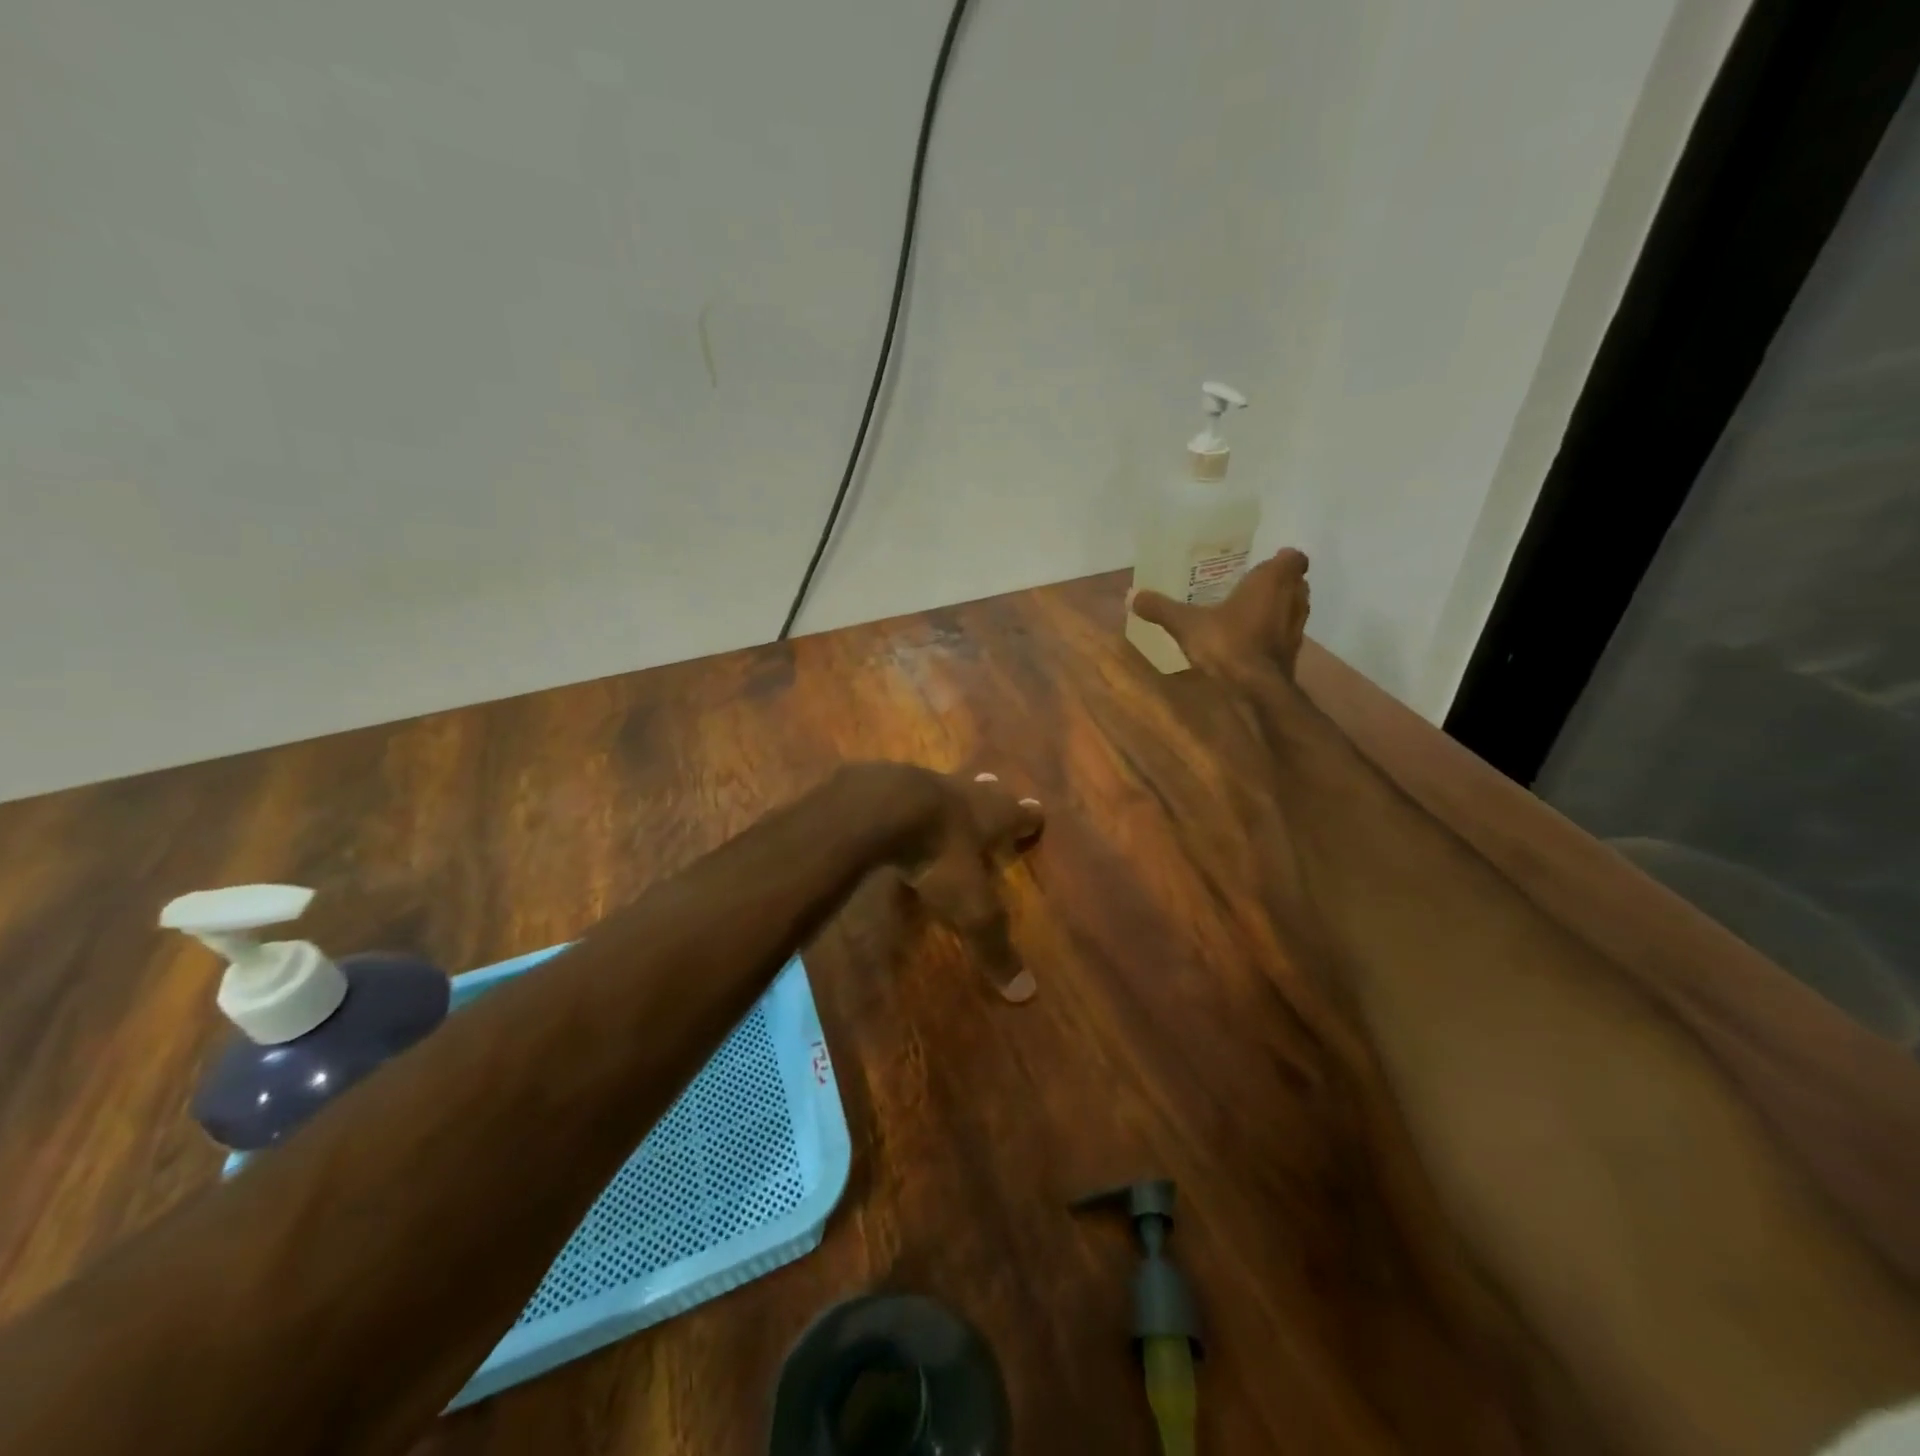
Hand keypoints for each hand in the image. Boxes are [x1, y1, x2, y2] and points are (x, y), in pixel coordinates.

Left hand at [892, 768, 1044, 1002]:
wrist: (880, 807)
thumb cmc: (938, 854)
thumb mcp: (970, 906)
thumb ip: (993, 945)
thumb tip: (1026, 994)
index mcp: (993, 816)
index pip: (1022, 815)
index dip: (1029, 818)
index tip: (1036, 813)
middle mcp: (965, 793)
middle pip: (985, 791)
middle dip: (992, 796)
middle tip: (994, 792)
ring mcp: (925, 782)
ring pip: (946, 787)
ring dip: (950, 796)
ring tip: (949, 801)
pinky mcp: (888, 782)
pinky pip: (904, 790)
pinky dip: (907, 800)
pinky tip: (898, 808)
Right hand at [1132, 547, 1311, 681]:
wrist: (1257, 691)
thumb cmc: (1228, 644)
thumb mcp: (1187, 624)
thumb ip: (1161, 608)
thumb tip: (1130, 595)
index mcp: (1272, 580)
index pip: (1293, 558)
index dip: (1281, 559)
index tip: (1260, 565)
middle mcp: (1293, 598)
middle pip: (1294, 582)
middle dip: (1275, 583)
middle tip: (1247, 586)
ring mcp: (1297, 627)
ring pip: (1292, 608)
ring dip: (1276, 608)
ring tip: (1247, 613)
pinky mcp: (1294, 653)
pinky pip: (1285, 633)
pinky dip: (1273, 633)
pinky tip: (1249, 640)